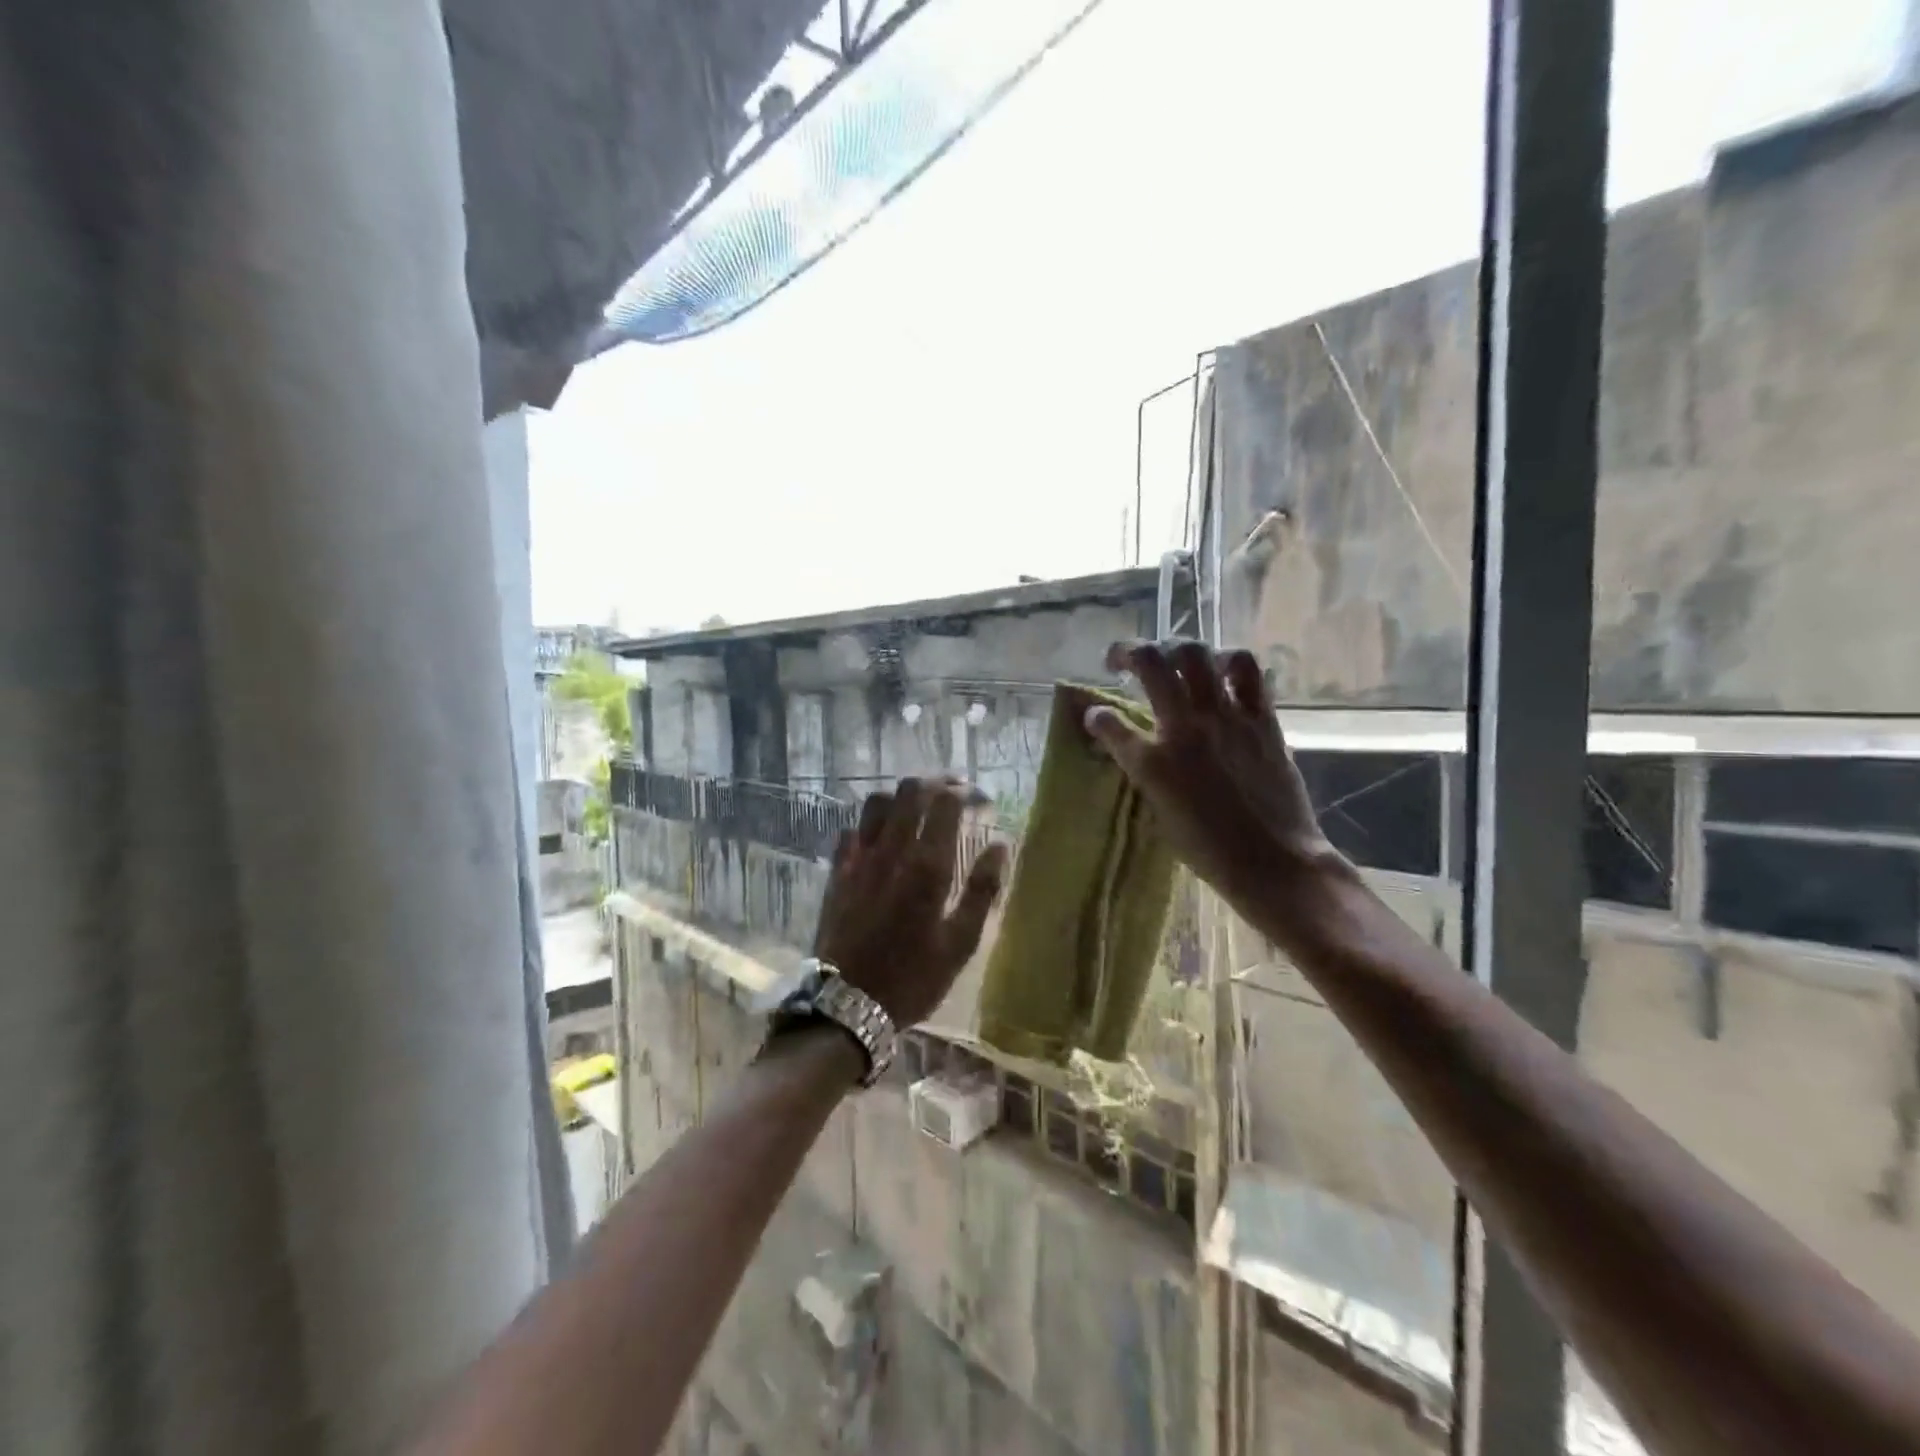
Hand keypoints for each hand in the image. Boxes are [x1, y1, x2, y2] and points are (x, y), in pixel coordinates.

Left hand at [813, 777, 1010, 1027]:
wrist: (847, 1005)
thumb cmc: (913, 978)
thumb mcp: (961, 943)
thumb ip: (982, 890)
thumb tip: (1000, 845)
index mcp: (927, 866)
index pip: (945, 802)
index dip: (965, 792)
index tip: (980, 800)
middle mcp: (891, 851)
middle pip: (909, 791)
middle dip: (935, 783)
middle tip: (953, 794)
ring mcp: (859, 859)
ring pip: (876, 802)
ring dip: (901, 797)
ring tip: (918, 809)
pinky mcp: (837, 872)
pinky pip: (852, 829)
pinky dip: (871, 823)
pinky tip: (882, 838)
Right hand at [1083, 639, 1345, 914]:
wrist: (1274, 863)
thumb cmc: (1209, 851)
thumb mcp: (1160, 813)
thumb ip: (1145, 771)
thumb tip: (1137, 746)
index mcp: (1152, 764)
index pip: (1109, 724)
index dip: (1095, 716)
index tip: (1094, 716)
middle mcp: (1184, 729)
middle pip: (1151, 663)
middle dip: (1128, 651)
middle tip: (1122, 660)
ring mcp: (1226, 718)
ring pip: (1196, 653)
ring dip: (1176, 648)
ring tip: (1172, 659)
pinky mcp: (1261, 718)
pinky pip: (1246, 670)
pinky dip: (1228, 661)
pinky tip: (1221, 671)